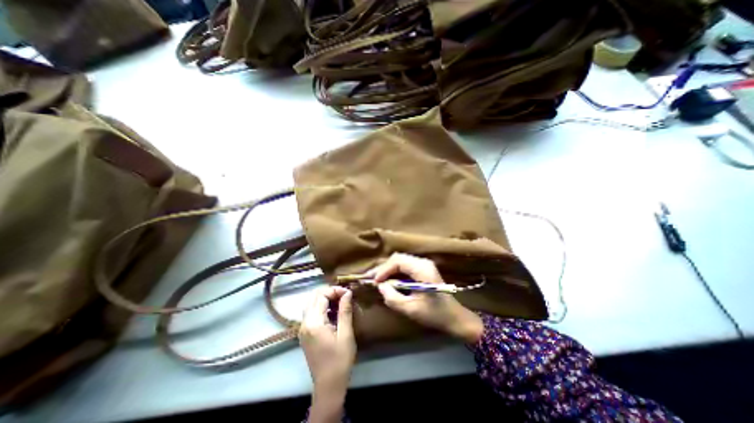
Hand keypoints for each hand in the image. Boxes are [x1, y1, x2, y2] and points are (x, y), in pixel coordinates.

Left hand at [299, 286, 355, 420]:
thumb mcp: (346, 334)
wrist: (328, 386)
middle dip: (329, 292)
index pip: (321, 296)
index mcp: (314, 323)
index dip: (335, 290)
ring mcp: (303, 329)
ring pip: (311, 304)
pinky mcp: (305, 334)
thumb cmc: (340, 360)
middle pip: (313, 297)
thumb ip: (345, 311)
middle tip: (344, 296)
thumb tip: (348, 292)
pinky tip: (333, 312)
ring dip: (324, 299)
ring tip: (340, 302)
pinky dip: (321, 307)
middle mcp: (304, 323)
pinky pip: (311, 313)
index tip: (348, 293)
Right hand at [371, 252, 482, 344]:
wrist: (455, 317)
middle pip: (398, 258)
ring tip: (376, 278)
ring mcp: (423, 264)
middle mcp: (423, 262)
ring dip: (387, 269)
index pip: (398, 261)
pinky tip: (387, 279)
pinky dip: (394, 271)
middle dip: (383, 268)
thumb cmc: (435, 314)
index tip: (374, 282)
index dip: (384, 269)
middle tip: (370, 278)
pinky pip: (404, 266)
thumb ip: (393, 297)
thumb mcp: (411, 309)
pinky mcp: (422, 269)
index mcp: (423, 269)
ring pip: (400, 261)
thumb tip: (380, 286)